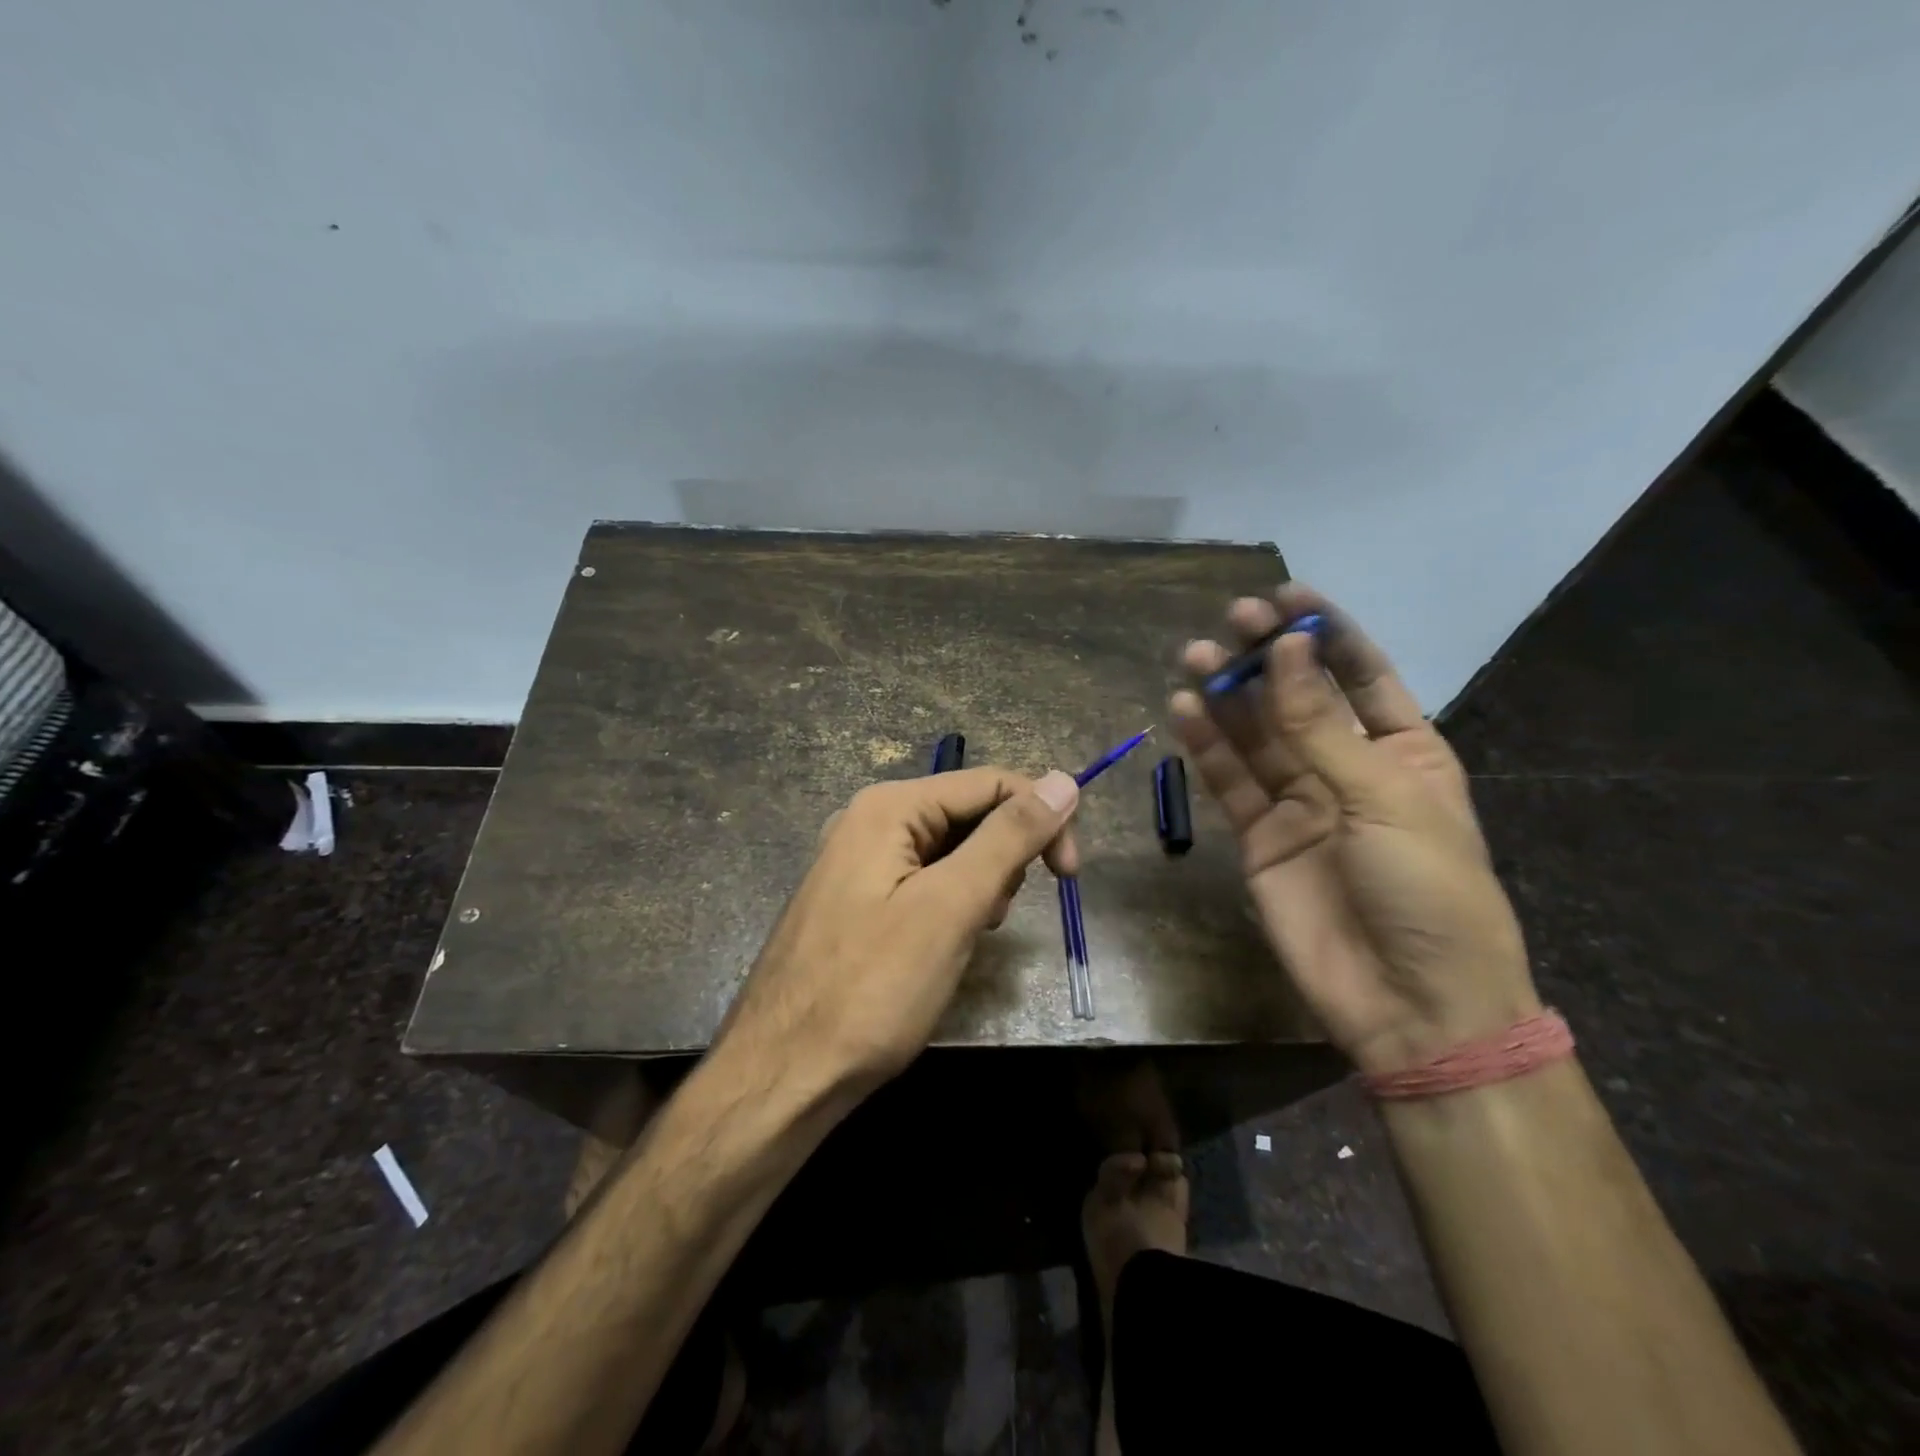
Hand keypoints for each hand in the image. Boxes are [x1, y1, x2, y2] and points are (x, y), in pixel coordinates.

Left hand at [717, 767, 1081, 1094]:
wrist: (784, 1075)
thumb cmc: (872, 989)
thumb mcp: (951, 907)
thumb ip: (1009, 838)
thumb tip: (1063, 780)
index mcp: (888, 807)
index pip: (991, 783)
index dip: (1041, 819)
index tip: (1070, 877)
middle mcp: (869, 821)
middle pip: (968, 814)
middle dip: (1003, 857)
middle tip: (993, 918)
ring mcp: (858, 862)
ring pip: (950, 851)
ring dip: (978, 885)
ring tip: (966, 937)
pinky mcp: (858, 900)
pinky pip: (923, 882)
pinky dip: (950, 905)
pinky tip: (942, 946)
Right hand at [1170, 584, 1537, 1073]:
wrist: (1411, 1004)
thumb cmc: (1428, 891)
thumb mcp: (1383, 799)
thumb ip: (1321, 727)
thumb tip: (1286, 650)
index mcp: (1404, 751)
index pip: (1361, 674)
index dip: (1324, 633)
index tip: (1285, 596)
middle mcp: (1348, 768)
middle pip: (1299, 699)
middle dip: (1267, 659)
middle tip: (1231, 623)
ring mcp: (1300, 803)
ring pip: (1256, 737)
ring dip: (1228, 697)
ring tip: (1196, 658)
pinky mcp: (1259, 838)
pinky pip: (1229, 783)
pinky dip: (1207, 748)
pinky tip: (1184, 711)